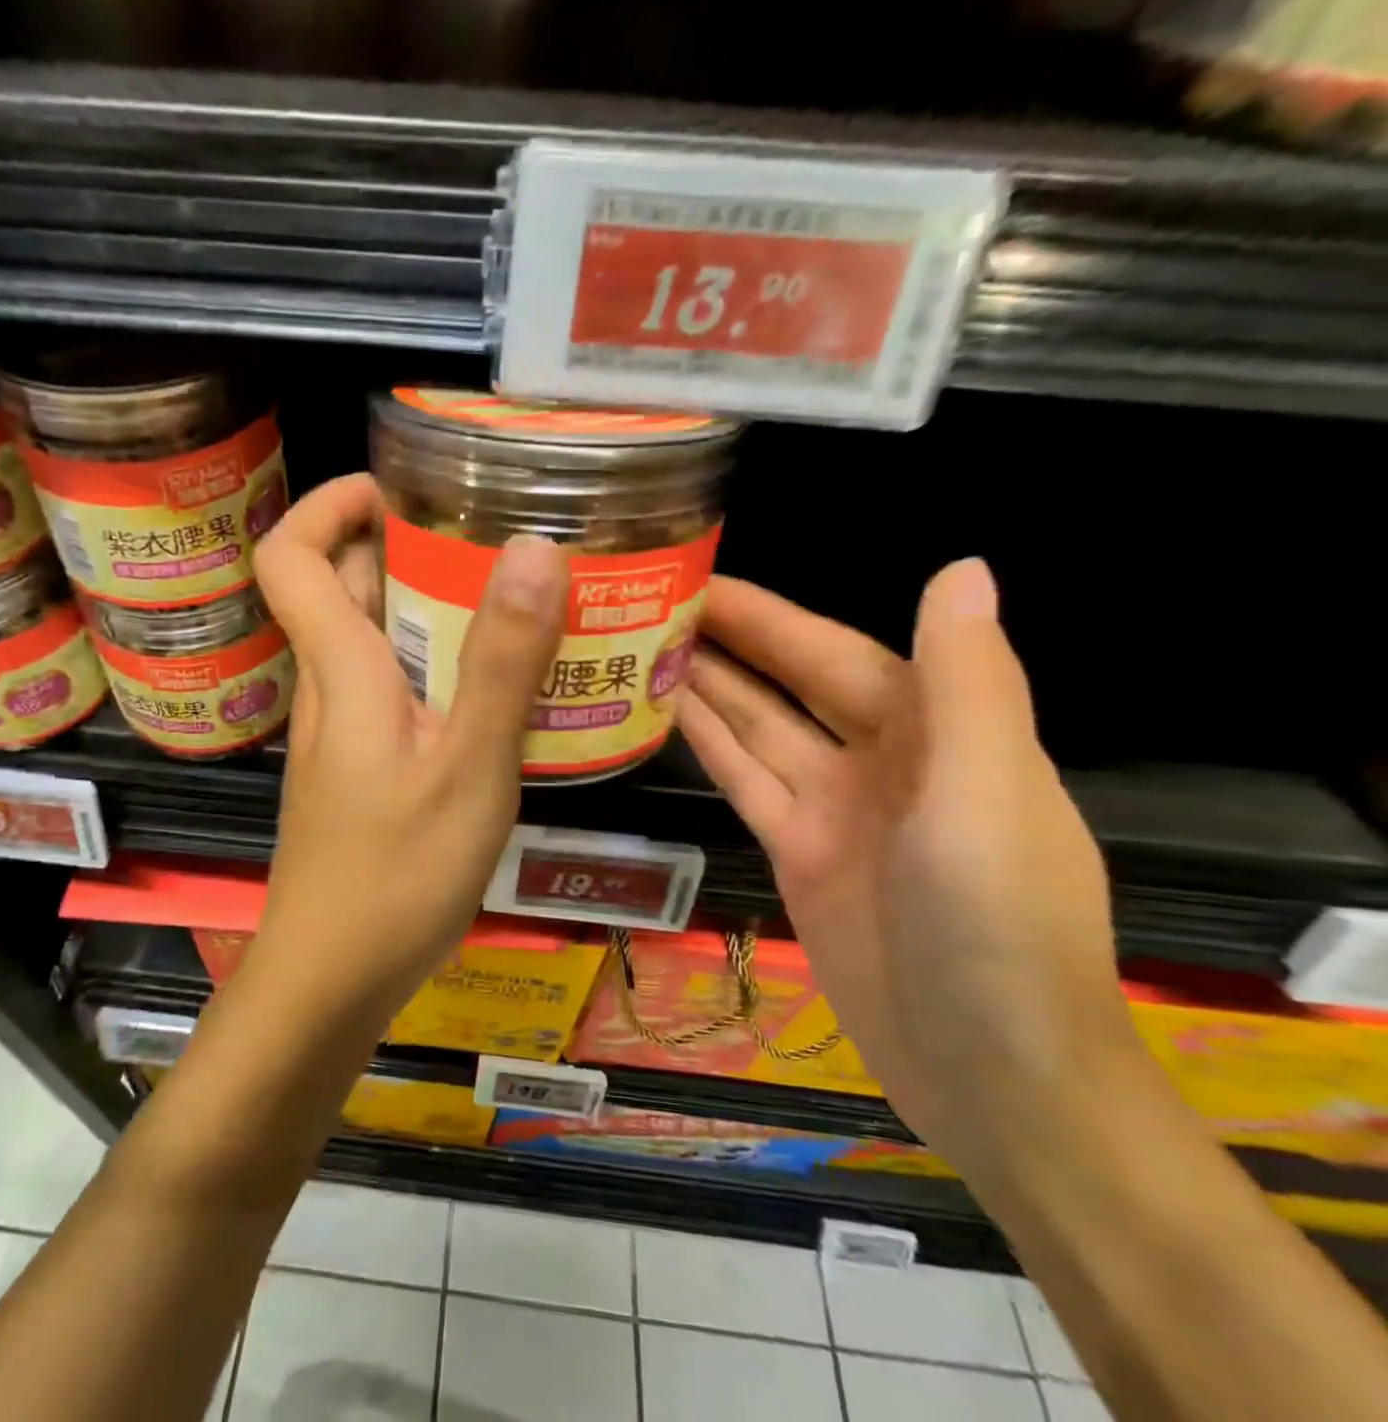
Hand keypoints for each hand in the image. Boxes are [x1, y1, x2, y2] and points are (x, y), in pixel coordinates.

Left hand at [250, 474, 568, 1020]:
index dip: (330, 504)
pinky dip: (437, 668)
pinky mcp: (360, 768)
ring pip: (373, 642)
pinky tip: (499, 693)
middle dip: (407, 549)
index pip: (289, 556)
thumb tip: (532, 549)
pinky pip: (392, 691)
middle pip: (344, 588)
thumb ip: (501, 662)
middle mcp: (331, 688)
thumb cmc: (396, 875)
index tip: (401, 490)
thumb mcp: (468, 766)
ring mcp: (342, 732)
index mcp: (341, 670)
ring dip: (432, 610)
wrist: (332, 978)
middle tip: (492, 545)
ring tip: (517, 607)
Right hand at [675, 560, 1138, 1168]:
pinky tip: (664, 714)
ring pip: (756, 729)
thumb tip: (962, 567)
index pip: (835, 652)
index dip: (772, 616)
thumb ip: (969, 682)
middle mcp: (879, 759)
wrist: (992, 1075)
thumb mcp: (987, 796)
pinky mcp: (795, 853)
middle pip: (787, 684)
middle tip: (650, 604)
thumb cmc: (1001, 929)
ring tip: (641, 648)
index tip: (705, 580)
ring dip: (705, 688)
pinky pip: (744, 782)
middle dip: (728, 642)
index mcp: (937, 732)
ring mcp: (831, 808)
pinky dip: (707, 746)